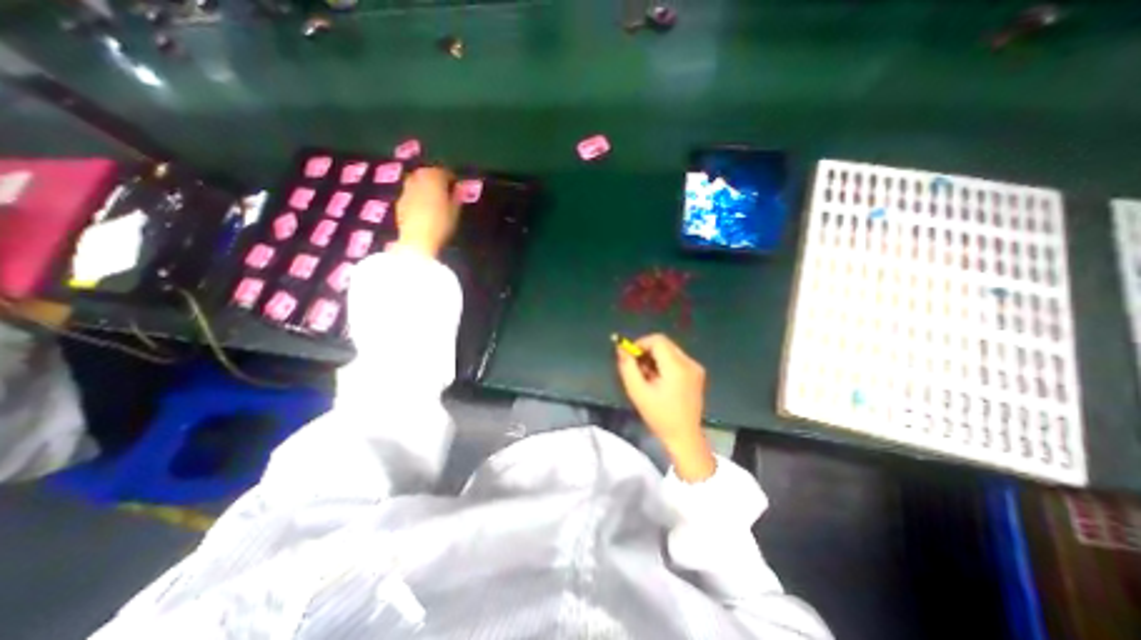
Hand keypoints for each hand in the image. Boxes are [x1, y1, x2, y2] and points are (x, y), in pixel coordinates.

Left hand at [395, 168, 460, 257]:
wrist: (417, 239)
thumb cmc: (441, 224)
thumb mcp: (455, 211)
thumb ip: (457, 196)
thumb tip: (460, 187)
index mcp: (434, 178)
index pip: (444, 172)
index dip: (451, 178)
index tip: (457, 186)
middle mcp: (418, 179)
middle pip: (427, 173)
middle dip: (436, 178)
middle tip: (444, 189)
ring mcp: (406, 189)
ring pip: (416, 180)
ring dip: (424, 185)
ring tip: (433, 196)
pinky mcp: (400, 201)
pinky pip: (410, 192)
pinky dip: (417, 194)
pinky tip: (422, 206)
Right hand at [616, 336, 708, 479]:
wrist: (684, 436)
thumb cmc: (659, 416)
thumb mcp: (637, 392)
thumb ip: (627, 367)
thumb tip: (620, 348)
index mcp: (676, 367)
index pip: (657, 340)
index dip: (640, 343)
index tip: (630, 357)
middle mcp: (689, 363)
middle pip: (664, 343)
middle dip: (647, 351)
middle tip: (637, 368)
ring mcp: (695, 367)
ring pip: (670, 350)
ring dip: (655, 357)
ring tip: (647, 376)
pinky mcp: (697, 373)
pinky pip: (676, 358)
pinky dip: (664, 363)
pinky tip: (659, 379)